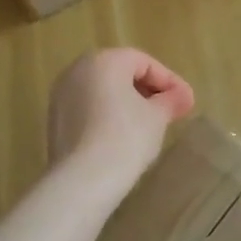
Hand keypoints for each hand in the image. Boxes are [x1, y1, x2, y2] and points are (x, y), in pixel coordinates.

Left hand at [46, 48, 194, 187]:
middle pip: (121, 72)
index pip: (144, 62)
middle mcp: (77, 70)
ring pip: (102, 91)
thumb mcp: (157, 117)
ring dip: (127, 103)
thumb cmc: (126, 138)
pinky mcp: (54, 120)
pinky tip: (122, 137)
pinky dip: (106, 115)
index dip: (169, 81)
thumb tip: (181, 96)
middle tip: (169, 111)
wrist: (83, 180)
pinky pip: (87, 109)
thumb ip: (170, 100)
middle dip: (148, 90)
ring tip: (148, 125)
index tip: (186, 102)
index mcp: (104, 60)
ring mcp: (61, 95)